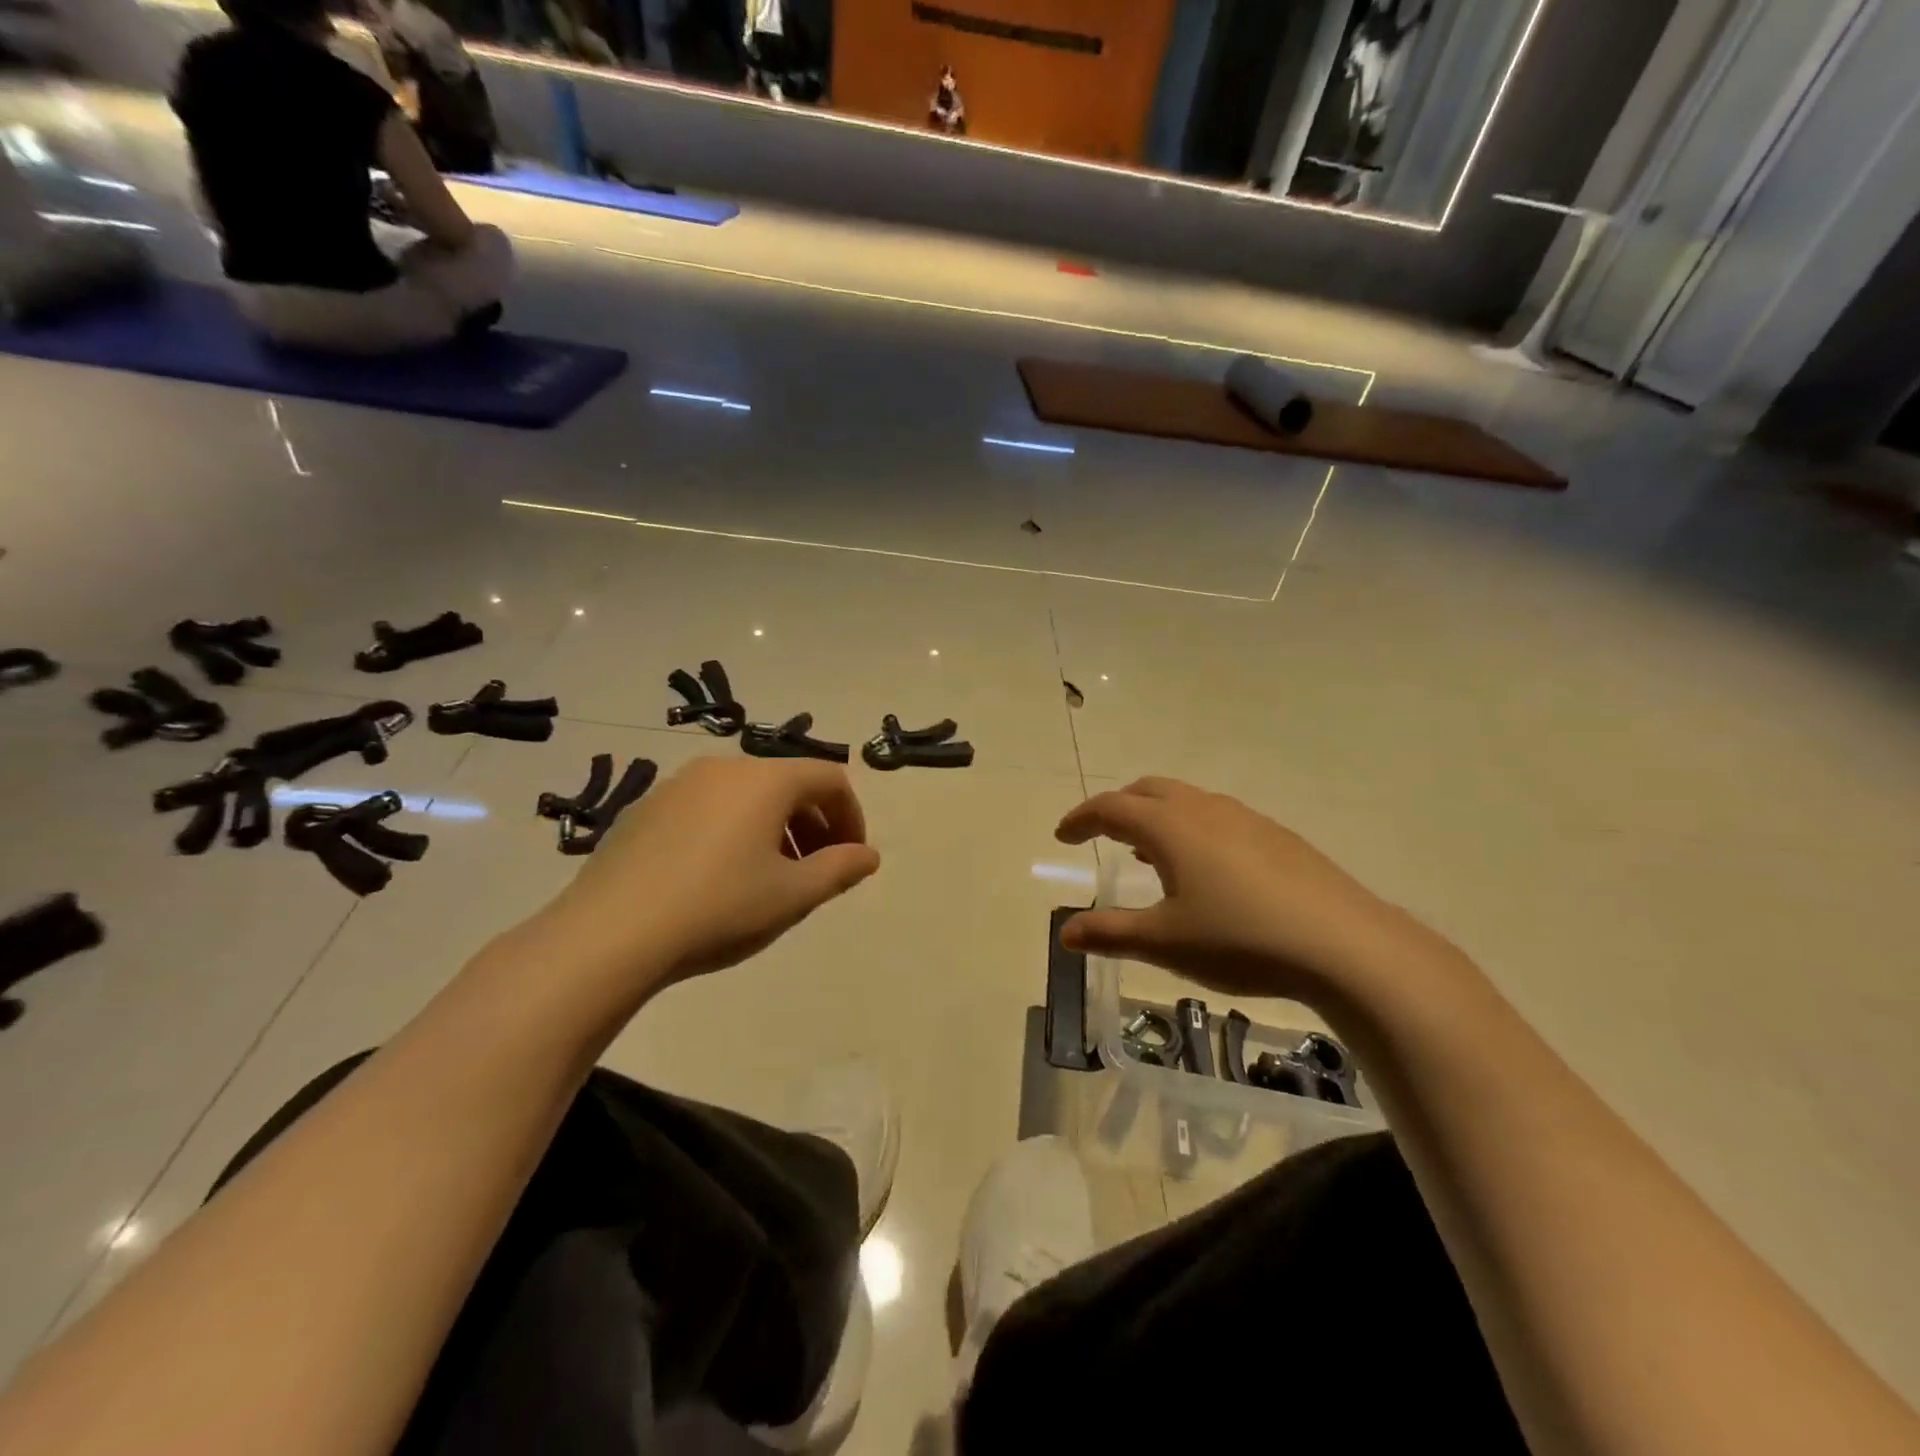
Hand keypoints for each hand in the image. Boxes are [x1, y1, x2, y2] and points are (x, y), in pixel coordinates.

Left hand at [539, 757, 880, 993]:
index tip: (851, 859)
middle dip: (814, 824)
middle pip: (788, 784)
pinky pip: (708, 808)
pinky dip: (732, 831)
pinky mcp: (645, 808)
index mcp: (765, 779)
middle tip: (817, 872)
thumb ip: (840, 869)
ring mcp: (679, 784)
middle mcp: (723, 768)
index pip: (829, 779)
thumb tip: (868, 855)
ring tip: (770, 878)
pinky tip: (717, 878)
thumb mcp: (793, 895)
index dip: (852, 816)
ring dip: (774, 829)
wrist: (609, 935)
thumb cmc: (719, 908)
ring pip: (746, 796)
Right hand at [1055, 778, 1427, 1001]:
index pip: (1111, 807)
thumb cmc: (1240, 939)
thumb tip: (1065, 932)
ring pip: (1186, 800)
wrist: (1344, 944)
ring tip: (1147, 852)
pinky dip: (1190, 828)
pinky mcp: (1277, 836)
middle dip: (1117, 807)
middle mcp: (1204, 809)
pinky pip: (1217, 816)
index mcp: (1170, 826)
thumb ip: (1110, 933)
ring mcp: (1245, 818)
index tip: (1062, 836)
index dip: (1081, 818)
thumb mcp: (1165, 941)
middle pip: (1148, 790)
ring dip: (1156, 816)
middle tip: (1100, 834)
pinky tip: (1204, 868)